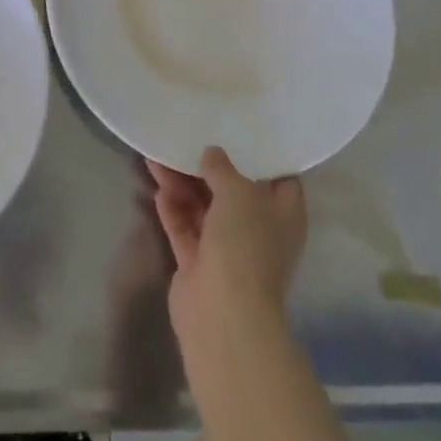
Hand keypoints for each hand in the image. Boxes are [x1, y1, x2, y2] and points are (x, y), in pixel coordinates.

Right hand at [148, 147, 306, 347]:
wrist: (223, 314)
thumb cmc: (245, 245)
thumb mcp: (238, 192)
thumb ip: (223, 168)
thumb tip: (212, 154)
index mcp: (283, 214)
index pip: (279, 177)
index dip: (262, 153)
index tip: (240, 127)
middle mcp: (258, 229)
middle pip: (233, 190)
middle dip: (209, 167)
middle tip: (187, 136)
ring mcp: (227, 248)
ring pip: (203, 208)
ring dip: (182, 184)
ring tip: (157, 157)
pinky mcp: (199, 263)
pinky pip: (185, 228)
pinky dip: (173, 210)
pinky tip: (158, 189)